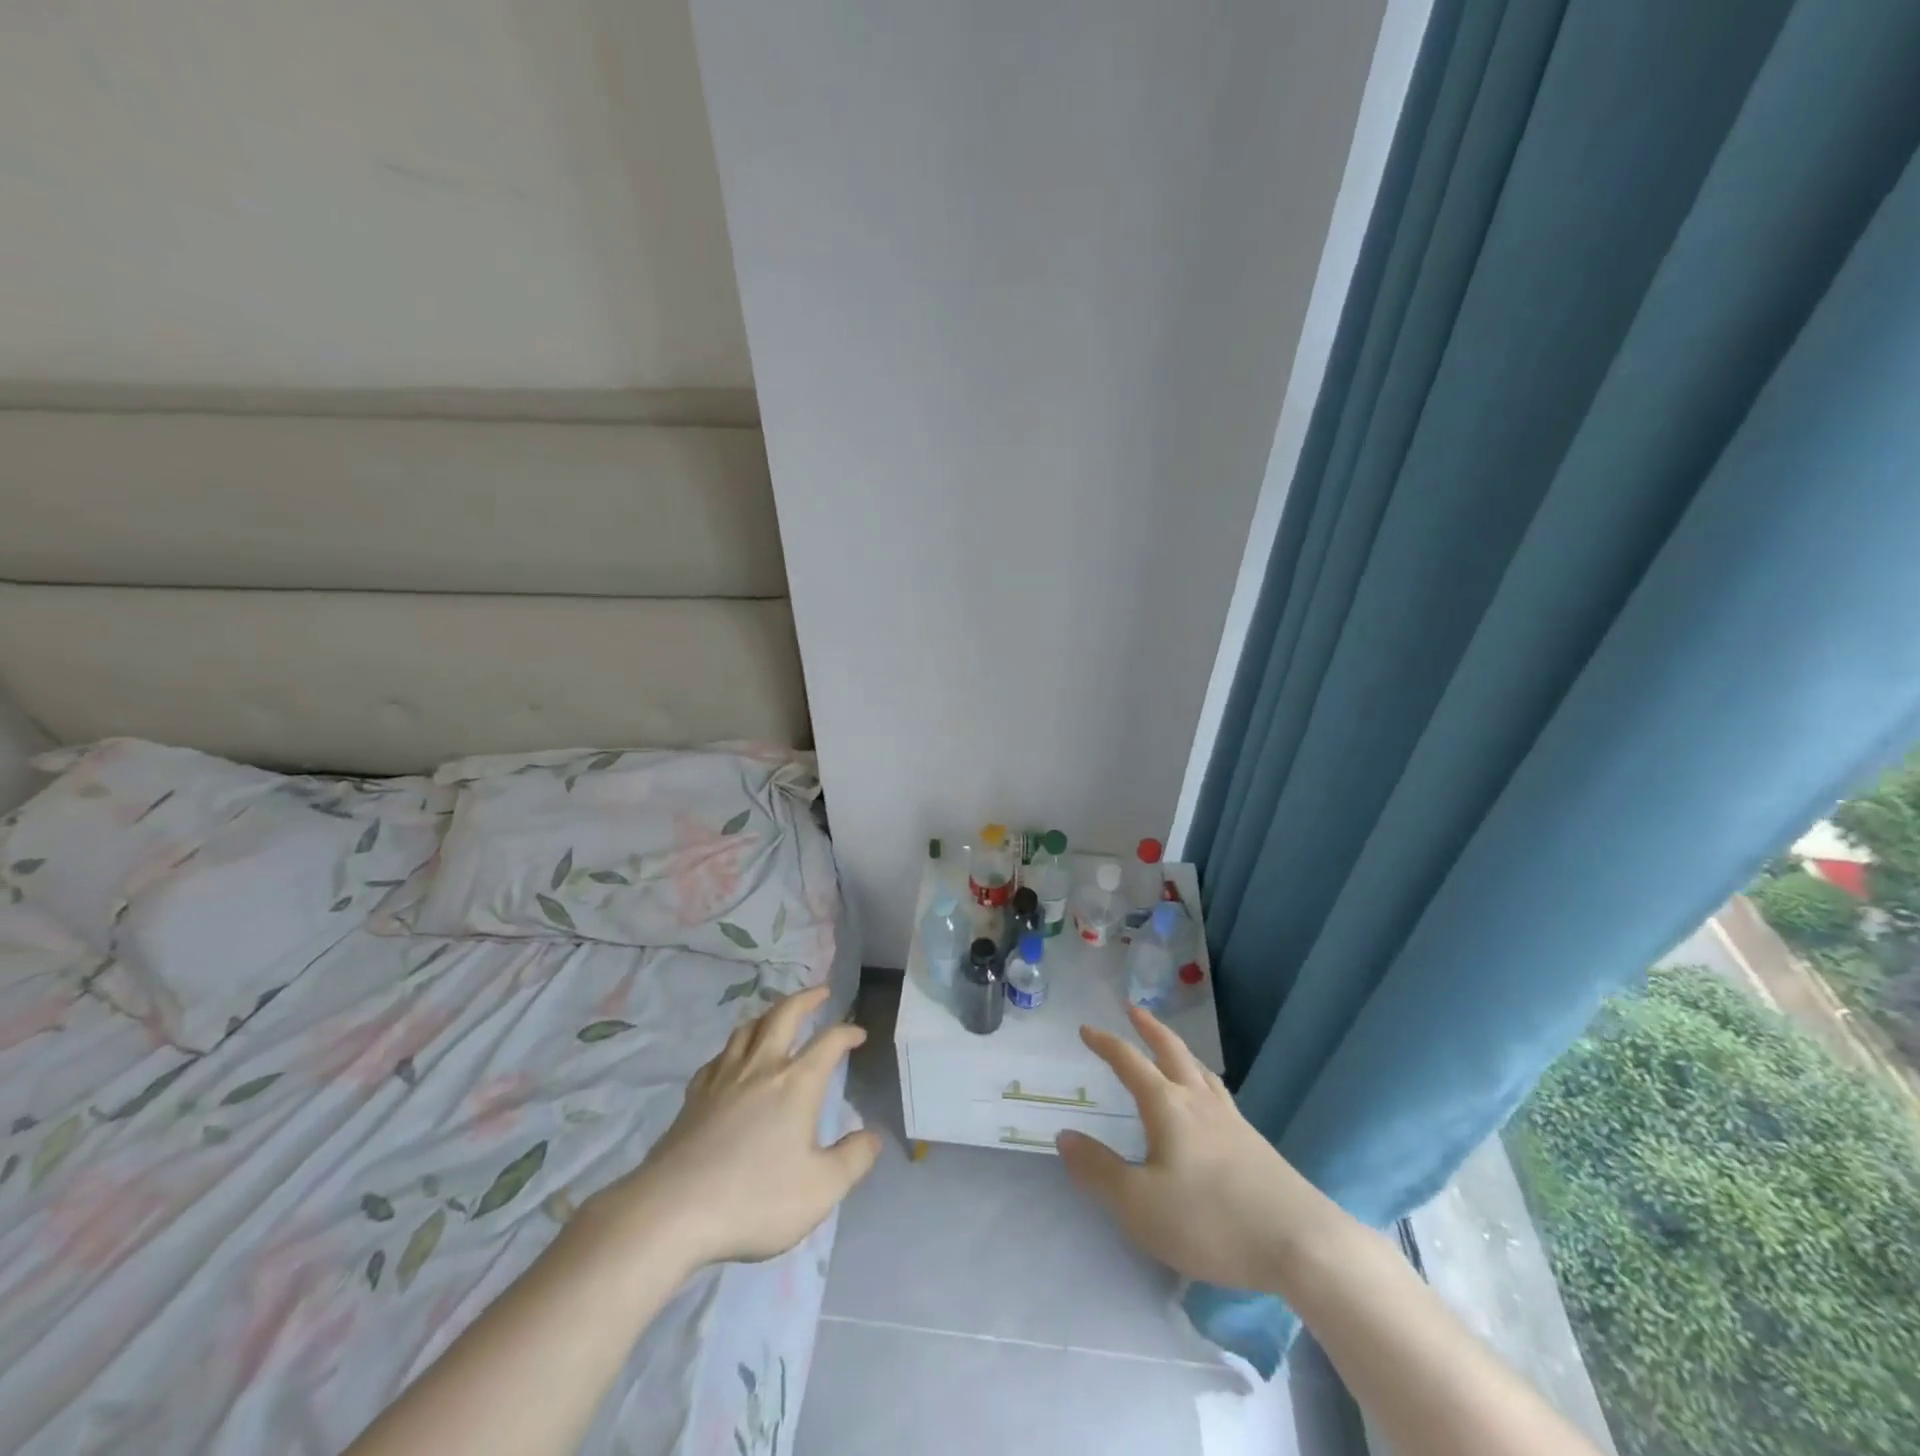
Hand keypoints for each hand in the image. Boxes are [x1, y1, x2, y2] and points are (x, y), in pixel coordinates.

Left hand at [579, 985, 879, 1275]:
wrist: (672, 1211)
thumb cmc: (754, 1199)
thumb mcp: (820, 1190)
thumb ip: (853, 1160)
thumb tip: (873, 1136)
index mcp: (797, 1083)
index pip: (829, 1042)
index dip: (847, 1032)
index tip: (858, 1034)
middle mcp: (762, 1068)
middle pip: (785, 1015)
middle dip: (806, 999)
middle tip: (821, 991)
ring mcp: (723, 1078)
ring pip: (748, 1029)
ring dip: (769, 1014)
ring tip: (778, 1015)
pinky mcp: (694, 1096)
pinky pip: (719, 1057)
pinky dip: (735, 1048)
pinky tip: (733, 1059)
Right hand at [1057, 1006, 1336, 1292]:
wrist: (1300, 1244)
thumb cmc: (1210, 1220)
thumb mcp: (1139, 1204)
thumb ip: (1099, 1169)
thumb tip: (1065, 1135)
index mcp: (1167, 1106)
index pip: (1130, 1062)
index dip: (1106, 1044)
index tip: (1087, 1028)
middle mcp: (1198, 1102)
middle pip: (1172, 1051)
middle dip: (1150, 1028)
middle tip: (1134, 1009)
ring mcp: (1231, 1120)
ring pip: (1200, 1071)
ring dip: (1179, 1051)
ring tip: (1171, 1048)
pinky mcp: (1255, 1144)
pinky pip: (1219, 1095)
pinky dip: (1202, 1080)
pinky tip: (1208, 1101)